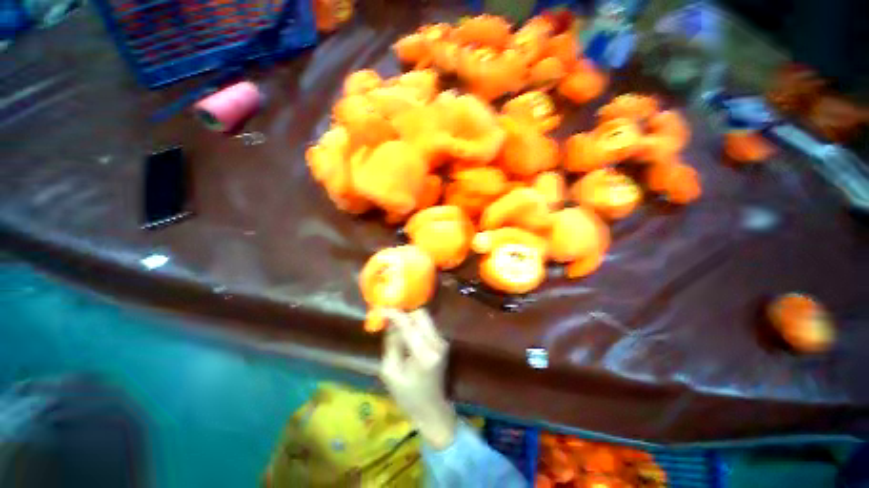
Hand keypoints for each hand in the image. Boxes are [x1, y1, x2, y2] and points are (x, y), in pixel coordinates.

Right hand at [380, 309, 457, 449]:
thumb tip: (390, 321)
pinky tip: (403, 330)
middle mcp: (437, 342)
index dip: (394, 313)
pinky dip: (414, 323)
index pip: (408, 324)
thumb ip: (391, 343)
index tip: (380, 307)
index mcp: (424, 353)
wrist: (432, 409)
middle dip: (404, 311)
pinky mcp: (442, 341)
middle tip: (389, 314)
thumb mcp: (390, 372)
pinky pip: (426, 324)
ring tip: (394, 322)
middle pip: (421, 314)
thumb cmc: (408, 396)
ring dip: (409, 316)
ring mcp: (442, 340)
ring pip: (424, 317)